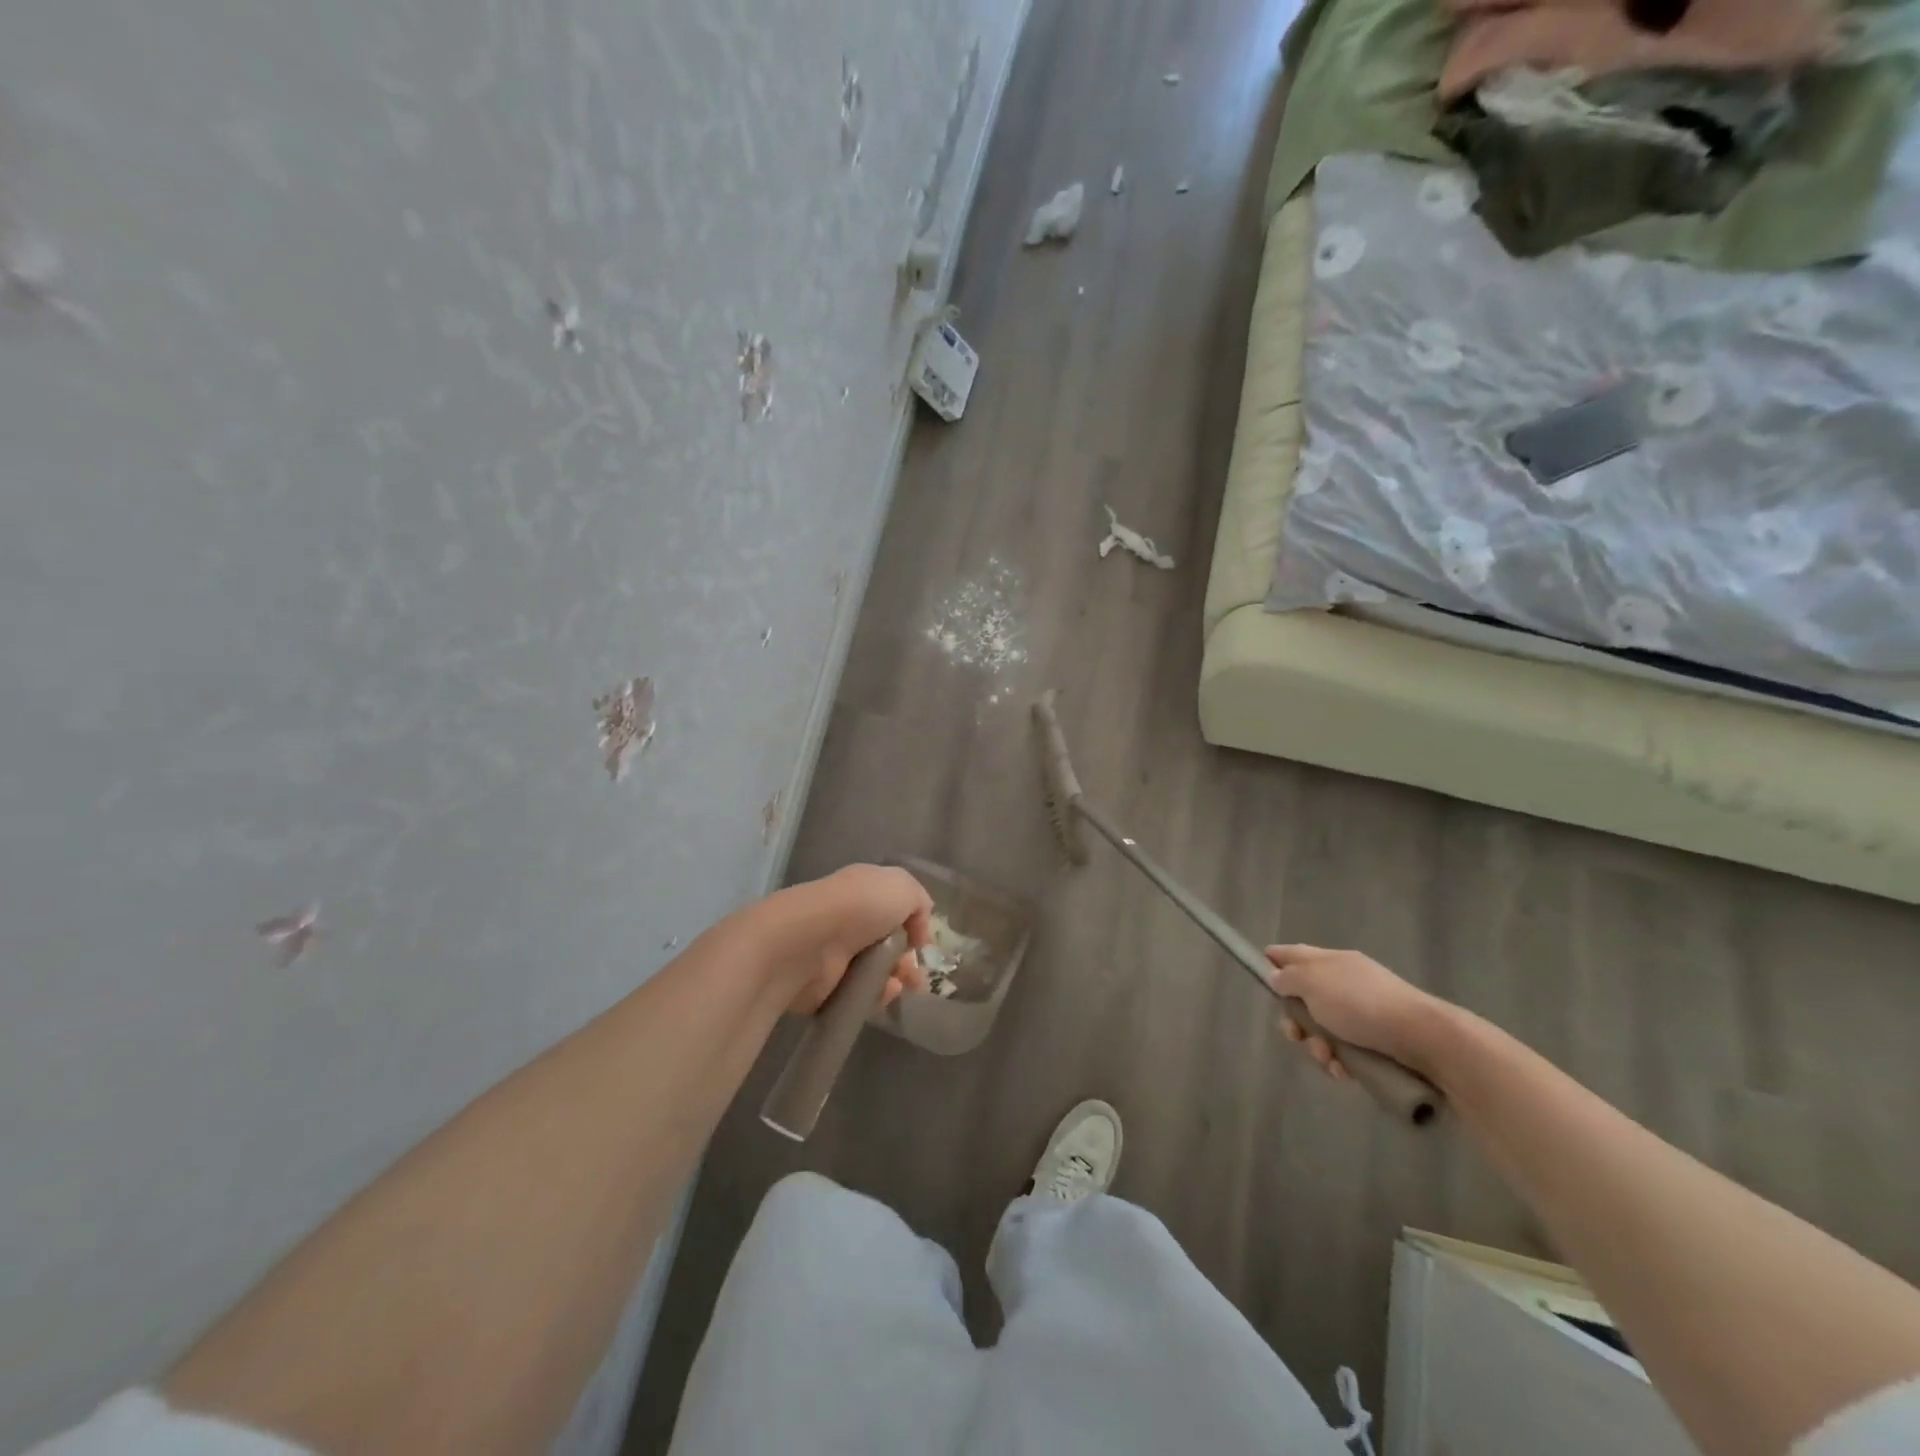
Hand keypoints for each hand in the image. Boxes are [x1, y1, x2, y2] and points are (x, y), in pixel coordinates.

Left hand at [750, 865, 933, 1014]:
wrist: (808, 941)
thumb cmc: (859, 905)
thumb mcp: (903, 887)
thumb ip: (919, 902)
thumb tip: (918, 929)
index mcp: (865, 889)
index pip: (895, 906)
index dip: (914, 924)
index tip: (923, 943)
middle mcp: (851, 918)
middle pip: (888, 942)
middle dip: (908, 959)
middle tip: (918, 974)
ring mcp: (837, 952)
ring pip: (877, 969)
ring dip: (897, 978)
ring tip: (905, 986)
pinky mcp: (827, 985)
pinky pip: (860, 993)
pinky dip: (877, 996)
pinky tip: (885, 993)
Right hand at [1264, 944, 1440, 1079]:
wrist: (1423, 1038)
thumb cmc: (1360, 1003)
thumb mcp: (1312, 983)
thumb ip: (1287, 978)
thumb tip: (1276, 976)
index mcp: (1330, 961)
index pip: (1293, 953)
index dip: (1274, 960)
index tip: (1261, 975)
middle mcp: (1344, 982)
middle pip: (1304, 998)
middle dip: (1296, 1021)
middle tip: (1296, 1035)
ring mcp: (1362, 1012)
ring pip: (1323, 1029)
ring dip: (1317, 1046)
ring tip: (1328, 1059)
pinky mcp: (1377, 1040)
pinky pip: (1346, 1049)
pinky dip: (1340, 1061)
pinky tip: (1344, 1071)